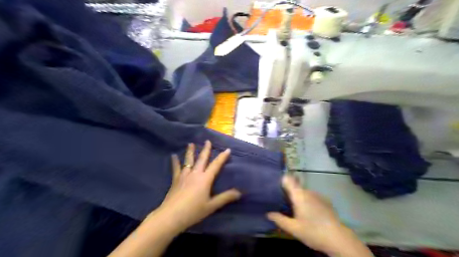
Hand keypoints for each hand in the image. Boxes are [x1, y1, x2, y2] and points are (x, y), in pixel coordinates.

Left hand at [155, 141, 241, 231]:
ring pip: (189, 161)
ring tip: (191, 143)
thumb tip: (239, 192)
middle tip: (207, 141)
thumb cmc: (193, 211)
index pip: (216, 165)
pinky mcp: (176, 180)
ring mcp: (184, 175)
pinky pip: (176, 168)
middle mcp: (195, 174)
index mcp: (205, 179)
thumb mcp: (212, 206)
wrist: (171, 216)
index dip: (222, 157)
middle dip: (206, 150)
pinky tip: (173, 156)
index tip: (227, 149)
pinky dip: (175, 162)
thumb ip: (225, 198)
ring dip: (190, 151)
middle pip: (202, 159)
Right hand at [268, 176, 369, 255]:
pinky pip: (312, 197)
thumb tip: (268, 213)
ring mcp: (318, 195)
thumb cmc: (313, 232)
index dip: (281, 180)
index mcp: (299, 195)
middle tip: (282, 203)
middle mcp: (308, 191)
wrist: (338, 239)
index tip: (275, 186)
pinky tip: (309, 213)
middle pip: (295, 186)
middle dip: (288, 192)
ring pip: (304, 192)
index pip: (288, 179)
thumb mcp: (293, 228)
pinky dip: (307, 201)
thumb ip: (279, 219)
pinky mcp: (325, 201)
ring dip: (298, 197)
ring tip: (295, 209)